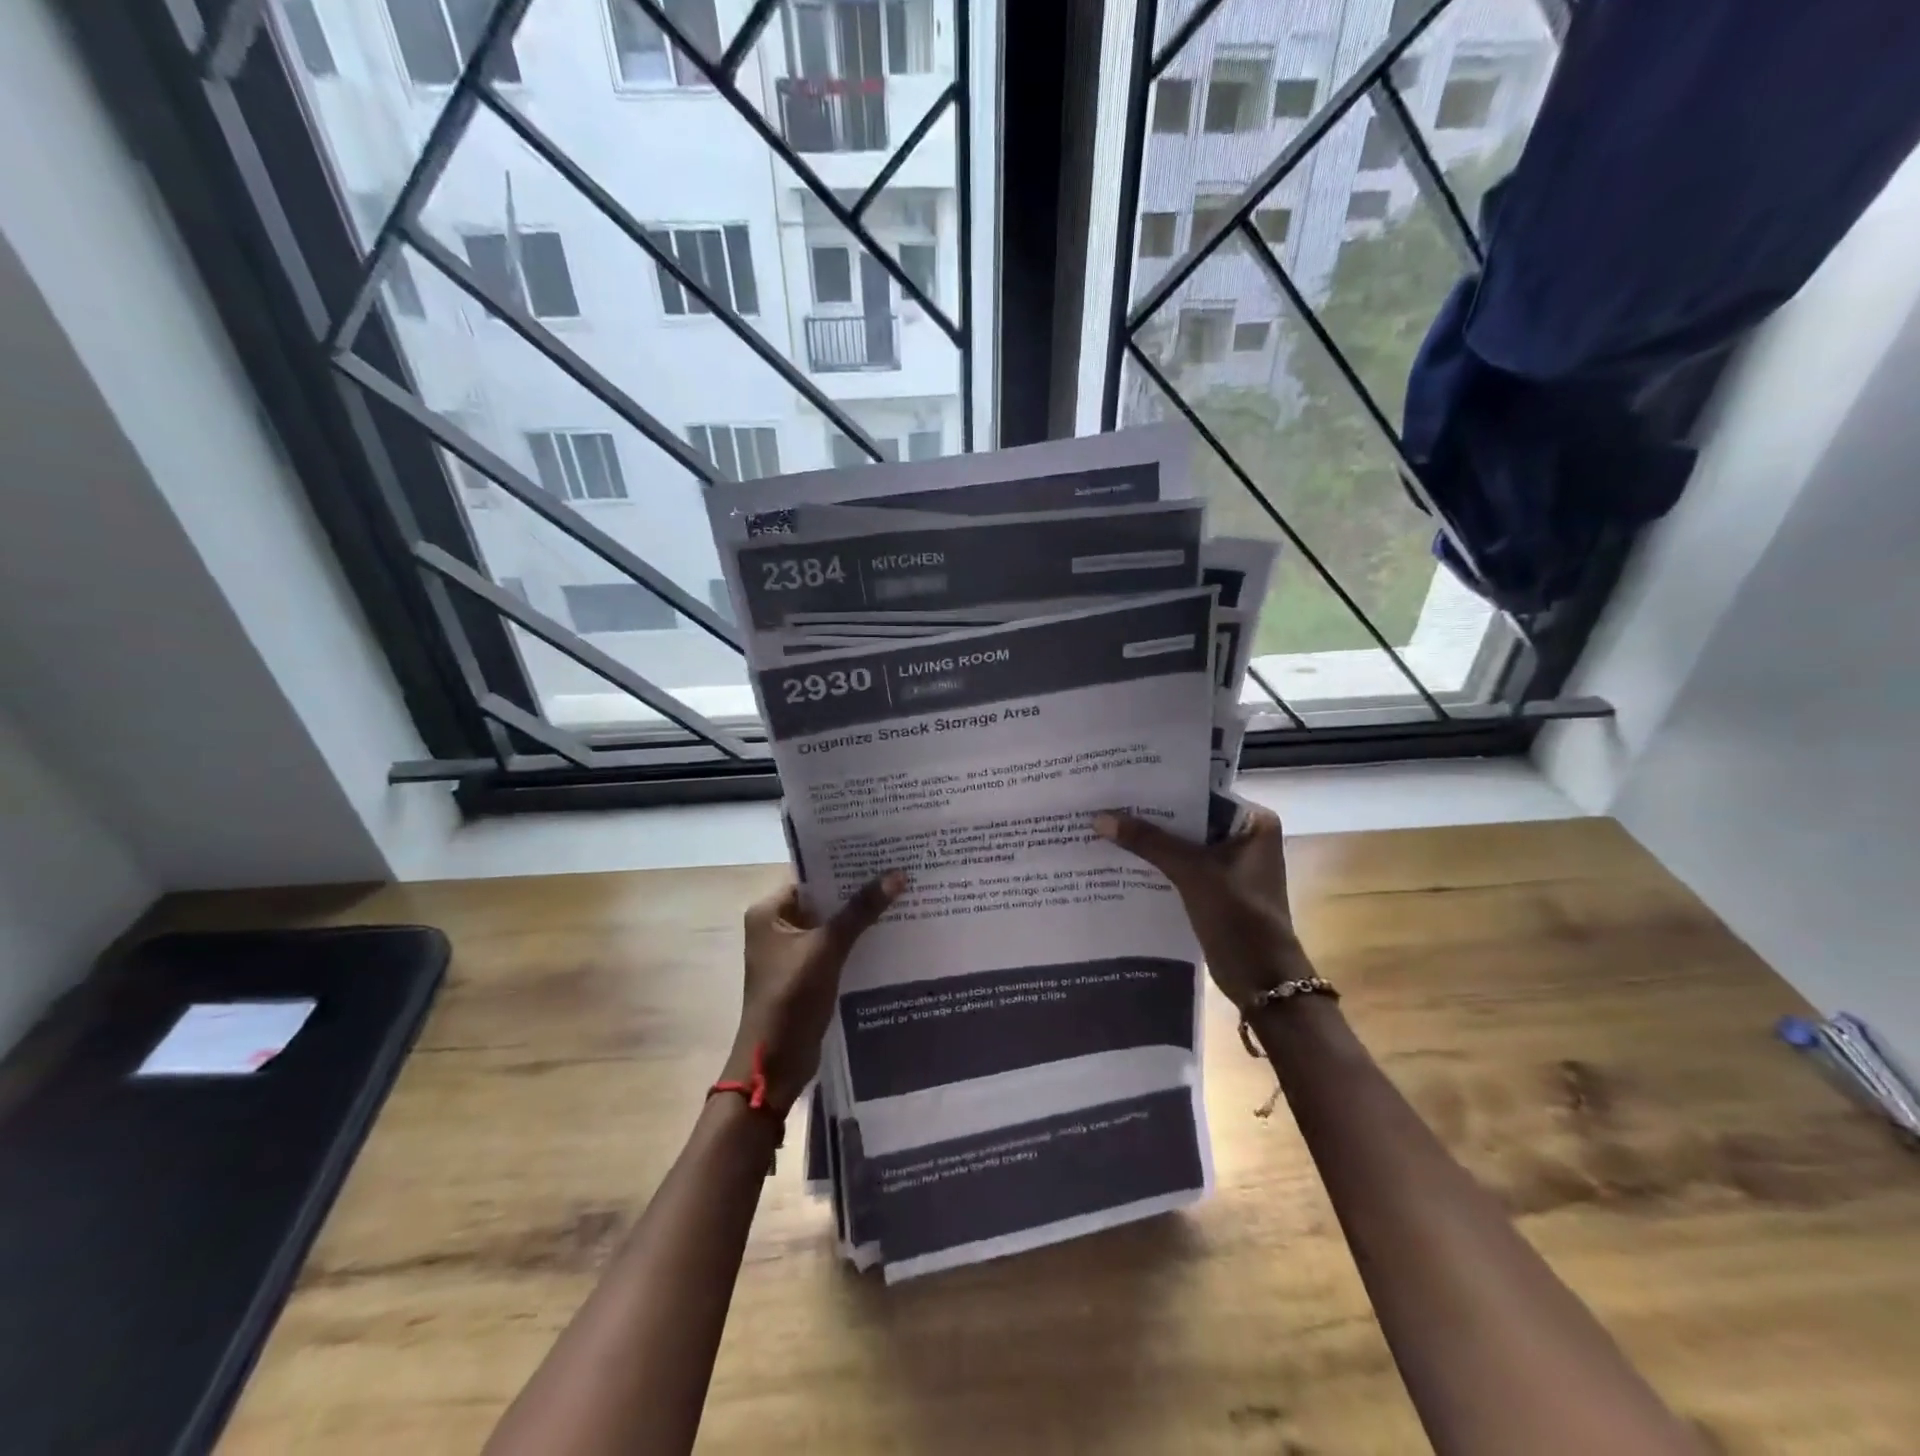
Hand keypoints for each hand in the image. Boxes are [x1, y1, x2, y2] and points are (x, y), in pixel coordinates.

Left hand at [723, 872, 904, 1112]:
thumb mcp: (828, 948)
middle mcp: (777, 926)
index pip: (810, 876)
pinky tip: (890, 934)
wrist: (775, 1064)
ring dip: (860, 917)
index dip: (844, 865)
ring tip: (902, 897)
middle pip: (823, 900)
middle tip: (899, 871)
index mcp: (769, 912)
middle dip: (858, 891)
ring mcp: (791, 953)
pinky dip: (857, 942)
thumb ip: (861, 911)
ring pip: (831, 925)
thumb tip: (897, 874)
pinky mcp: (806, 975)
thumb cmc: (792, 997)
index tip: (881, 853)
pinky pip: (835, 948)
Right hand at [1093, 807, 1312, 1010]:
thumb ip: (1148, 841)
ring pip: (1183, 842)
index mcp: (1253, 821)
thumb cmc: (1238, 917)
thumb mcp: (1191, 872)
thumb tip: (1099, 817)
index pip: (1201, 791)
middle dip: (1152, 813)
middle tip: (1106, 798)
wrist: (1262, 981)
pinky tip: (1121, 857)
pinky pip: (1181, 865)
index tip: (1124, 779)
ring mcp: (1230, 864)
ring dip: (1151, 839)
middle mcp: (1244, 836)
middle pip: (1190, 817)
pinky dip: (1157, 862)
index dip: (1163, 787)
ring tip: (1106, 823)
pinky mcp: (1216, 888)